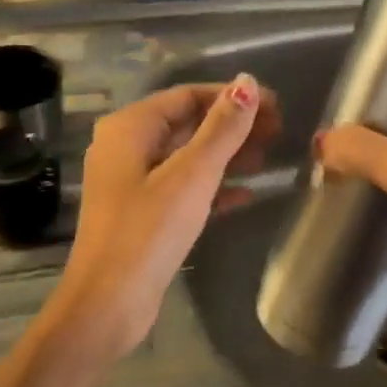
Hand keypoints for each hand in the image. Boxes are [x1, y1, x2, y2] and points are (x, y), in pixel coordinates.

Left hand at [46, 74, 279, 359]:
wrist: (108, 304)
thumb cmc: (148, 232)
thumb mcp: (192, 175)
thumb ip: (222, 128)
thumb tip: (248, 82)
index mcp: (130, 127)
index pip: (187, 95)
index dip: (232, 97)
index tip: (275, 106)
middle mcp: (126, 147)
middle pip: (187, 124)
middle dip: (232, 126)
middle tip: (278, 133)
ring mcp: (131, 182)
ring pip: (186, 157)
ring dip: (226, 155)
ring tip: (269, 159)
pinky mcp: (141, 213)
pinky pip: (182, 187)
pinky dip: (212, 187)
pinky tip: (247, 195)